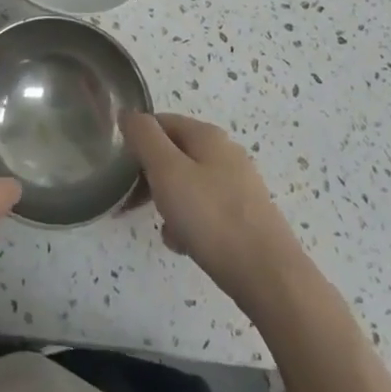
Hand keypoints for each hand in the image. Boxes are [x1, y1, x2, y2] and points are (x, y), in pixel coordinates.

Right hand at [124, 112, 310, 311]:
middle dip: (151, 176)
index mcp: (207, 135)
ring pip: (189, 184)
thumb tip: (128, 113)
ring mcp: (239, 186)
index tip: (121, 170)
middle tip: (133, 203)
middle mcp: (226, 153)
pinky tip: (184, 245)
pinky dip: (190, 223)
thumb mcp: (167, 171)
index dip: (137, 141)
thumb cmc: (212, 218)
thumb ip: (144, 137)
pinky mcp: (246, 218)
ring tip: (164, 230)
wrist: (270, 278)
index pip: (161, 122)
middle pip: (175, 154)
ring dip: (169, 203)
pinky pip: (206, 211)